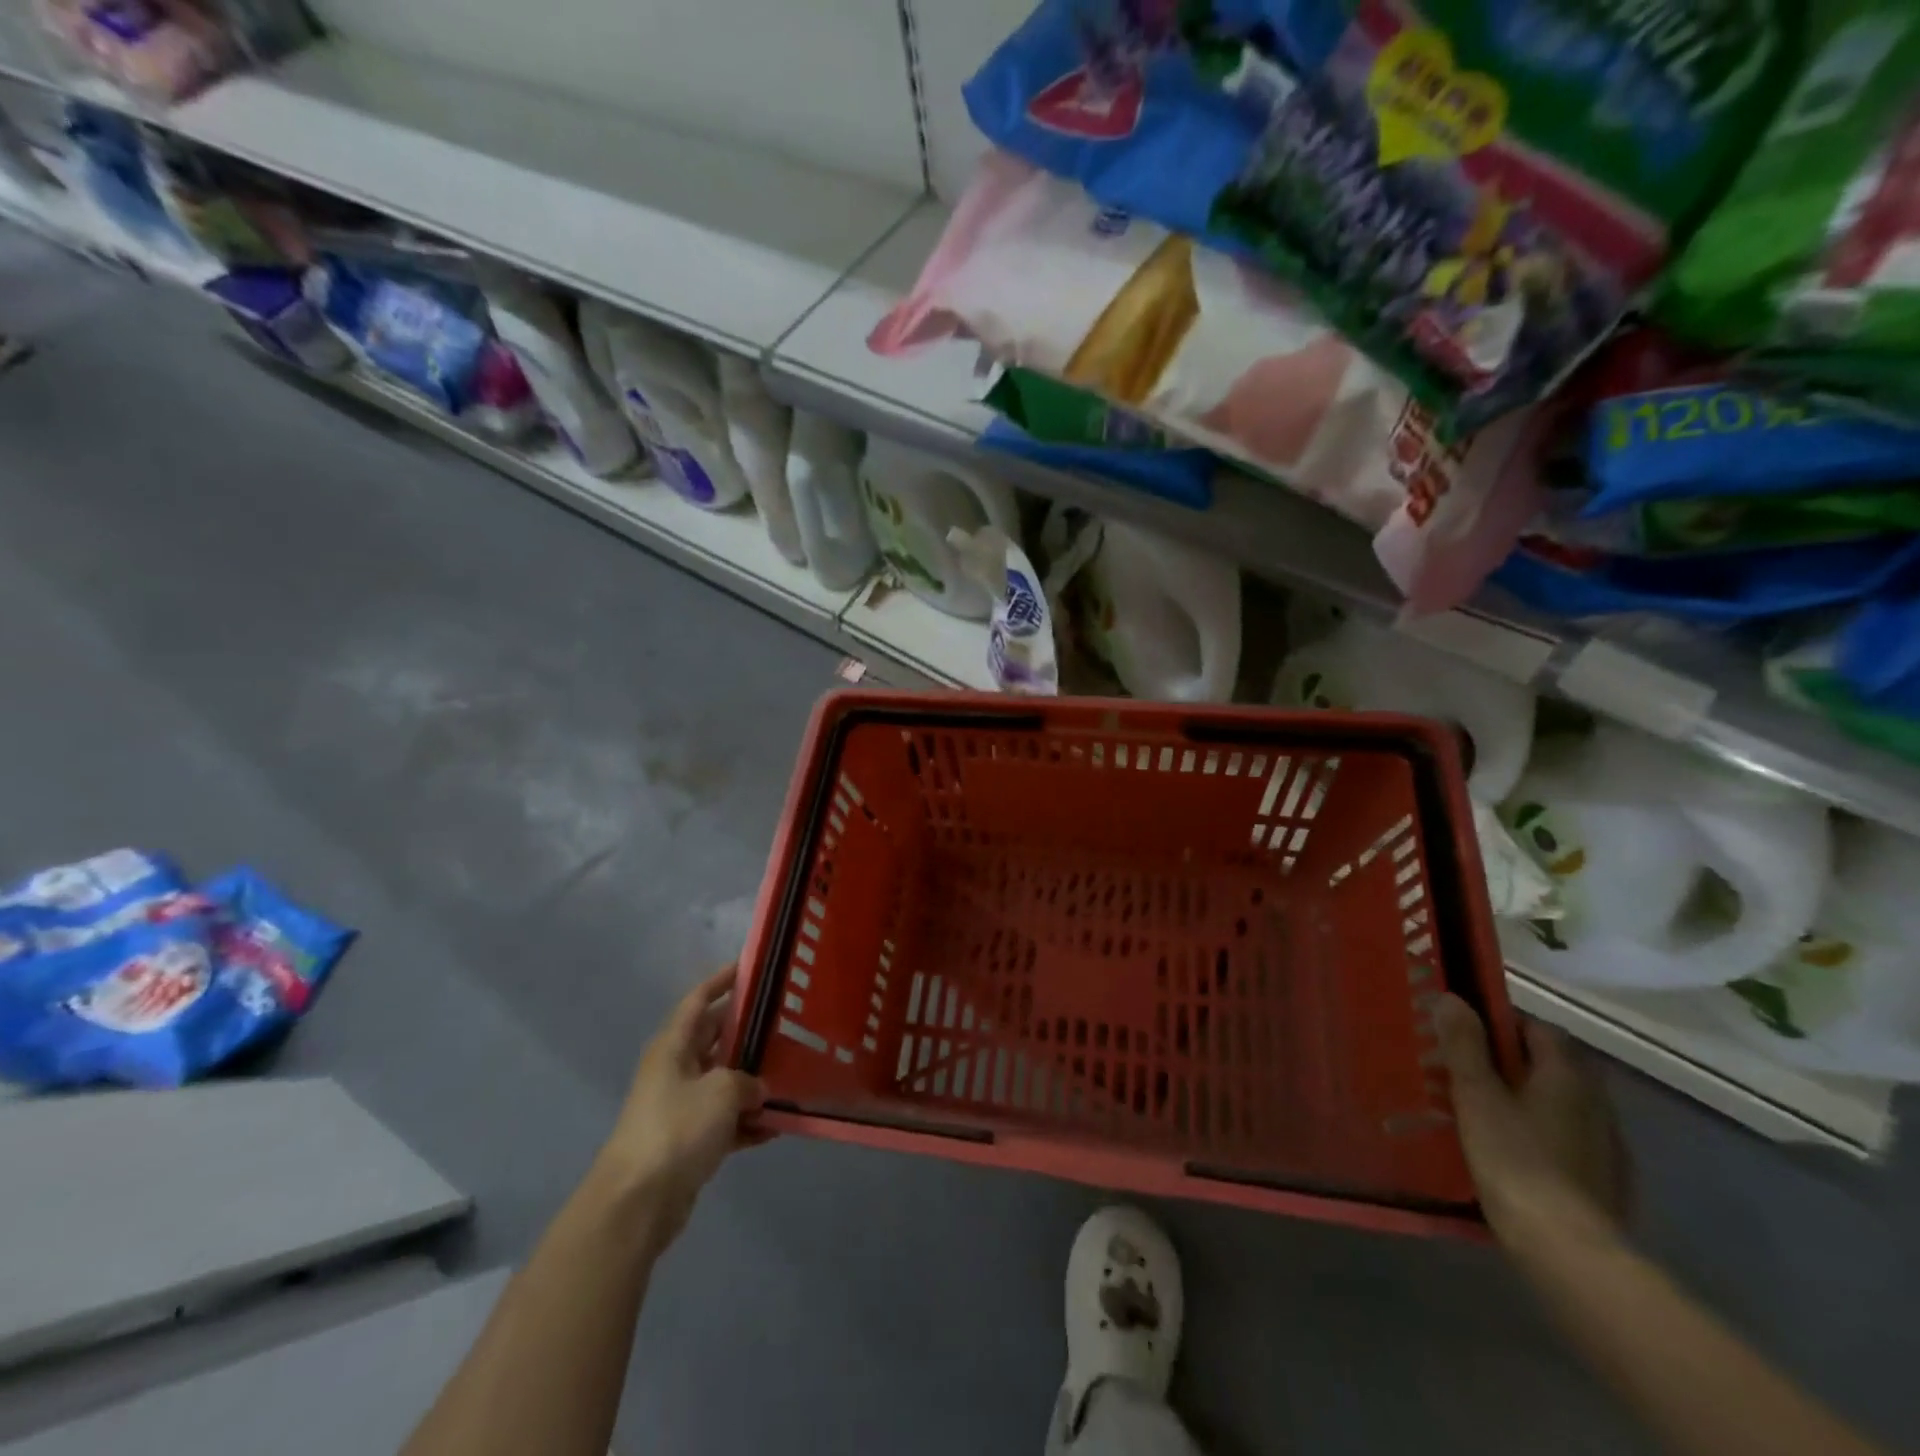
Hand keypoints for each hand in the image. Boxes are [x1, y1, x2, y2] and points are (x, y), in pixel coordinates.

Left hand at [594, 967, 767, 1251]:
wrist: (637, 1203)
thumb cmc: (677, 1129)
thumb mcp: (722, 1091)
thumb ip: (747, 1080)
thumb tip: (757, 1088)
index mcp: (673, 1047)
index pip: (698, 1000)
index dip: (722, 980)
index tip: (750, 967)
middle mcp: (675, 1070)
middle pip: (715, 1039)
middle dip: (747, 1031)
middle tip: (786, 1021)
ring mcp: (680, 1107)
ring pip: (723, 1081)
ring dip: (753, 1081)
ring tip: (792, 1072)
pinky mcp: (688, 1142)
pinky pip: (725, 1120)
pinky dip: (748, 1121)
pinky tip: (778, 1124)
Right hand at [1435, 993, 1630, 1251]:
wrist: (1570, 1252)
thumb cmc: (1516, 1160)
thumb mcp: (1476, 1096)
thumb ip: (1465, 1045)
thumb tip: (1452, 998)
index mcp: (1567, 1074)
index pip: (1536, 1026)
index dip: (1499, 1022)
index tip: (1461, 1032)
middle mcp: (1596, 1100)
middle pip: (1549, 1064)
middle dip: (1508, 1060)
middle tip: (1463, 1071)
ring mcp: (1606, 1143)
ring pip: (1558, 1101)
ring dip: (1523, 1096)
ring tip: (1479, 1110)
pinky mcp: (1606, 1179)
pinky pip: (1566, 1136)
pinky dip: (1539, 1131)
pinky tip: (1512, 1151)